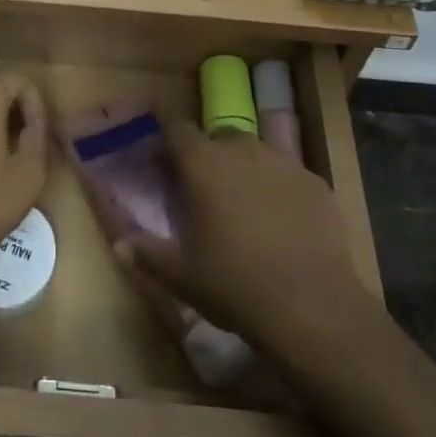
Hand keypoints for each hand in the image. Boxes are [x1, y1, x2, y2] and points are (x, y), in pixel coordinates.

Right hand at [116, 120, 375, 363]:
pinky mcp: (315, 182)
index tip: (164, 168)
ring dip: (245, 169)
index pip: (177, 130)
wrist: (311, 306)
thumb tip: (119, 243)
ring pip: (256, 153)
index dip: (168, 145)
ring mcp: (284, 163)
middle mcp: (243, 150)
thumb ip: (147, 253)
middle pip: (218, 137)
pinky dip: (279, 189)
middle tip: (205, 194)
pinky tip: (283, 224)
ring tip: (245, 208)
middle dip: (209, 157)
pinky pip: (288, 175)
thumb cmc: (234, 285)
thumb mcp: (181, 275)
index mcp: (204, 163)